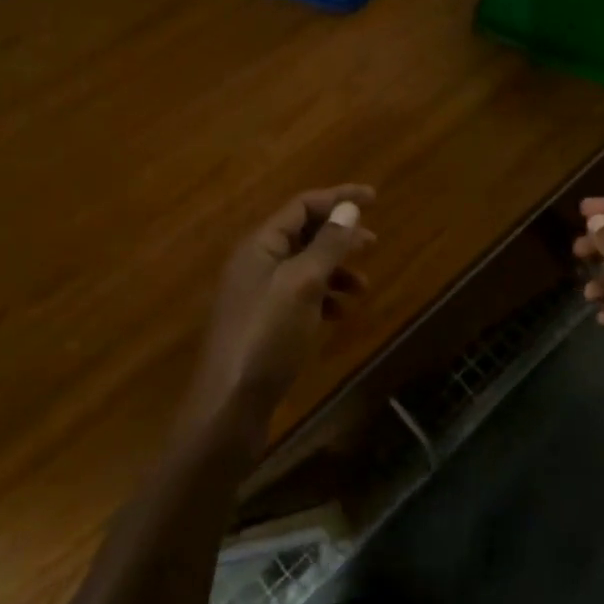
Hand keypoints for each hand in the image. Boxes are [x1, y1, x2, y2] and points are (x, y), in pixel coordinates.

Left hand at [190, 185, 375, 437]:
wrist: (229, 406)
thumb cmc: (267, 336)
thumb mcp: (304, 284)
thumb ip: (328, 244)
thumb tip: (348, 208)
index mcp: (260, 246)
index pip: (302, 206)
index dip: (338, 198)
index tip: (375, 198)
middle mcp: (256, 263)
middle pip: (303, 234)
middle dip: (340, 235)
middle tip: (374, 242)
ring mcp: (258, 295)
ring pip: (304, 267)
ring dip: (336, 270)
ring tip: (363, 286)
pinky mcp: (263, 324)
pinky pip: (300, 297)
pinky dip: (324, 298)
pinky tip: (339, 314)